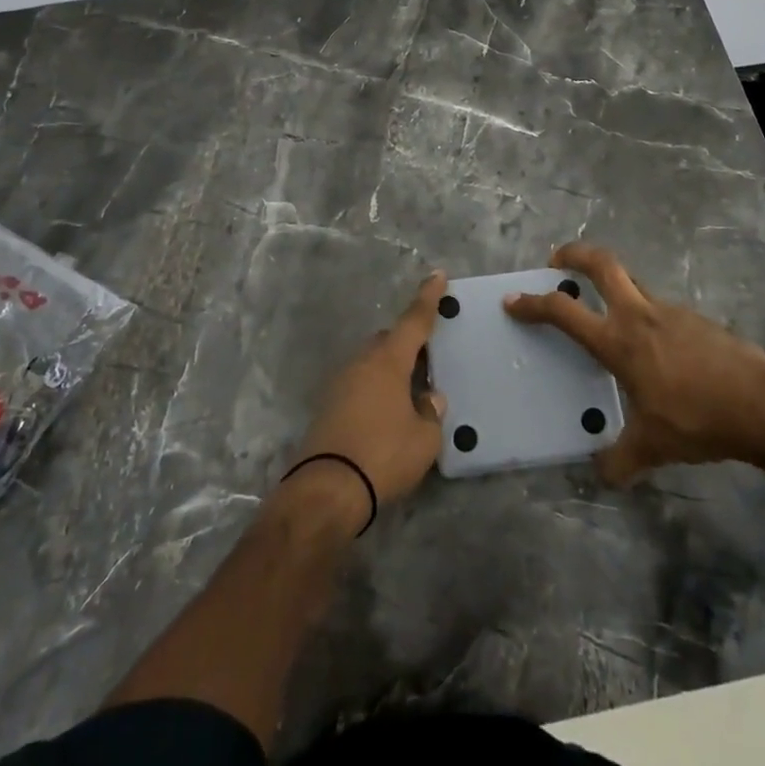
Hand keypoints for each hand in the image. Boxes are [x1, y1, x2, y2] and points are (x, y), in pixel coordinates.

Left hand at [289, 272, 448, 521]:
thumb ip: (431, 413)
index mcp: (388, 361)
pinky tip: (386, 414)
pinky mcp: (327, 406)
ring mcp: (340, 383)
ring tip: (410, 394)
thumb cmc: (383, 455)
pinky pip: (359, 385)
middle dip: (408, 345)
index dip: (428, 298)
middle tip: (428, 360)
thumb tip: (430, 399)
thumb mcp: (424, 438)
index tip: (438, 275)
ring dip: (390, 371)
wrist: (326, 490)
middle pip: (389, 342)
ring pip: (371, 364)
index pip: (414, 321)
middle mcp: (362, 363)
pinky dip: (375, 390)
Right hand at [504, 242, 764, 484]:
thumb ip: (621, 461)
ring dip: (613, 286)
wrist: (764, 405)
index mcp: (619, 341)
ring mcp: (672, 312)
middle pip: (602, 264)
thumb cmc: (698, 418)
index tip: (513, 300)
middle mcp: (640, 315)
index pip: (565, 312)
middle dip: (574, 254)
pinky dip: (644, 314)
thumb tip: (601, 476)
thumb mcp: (653, 446)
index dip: (534, 304)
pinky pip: (660, 308)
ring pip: (633, 283)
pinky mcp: (697, 320)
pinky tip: (655, 350)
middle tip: (557, 261)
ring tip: (607, 314)